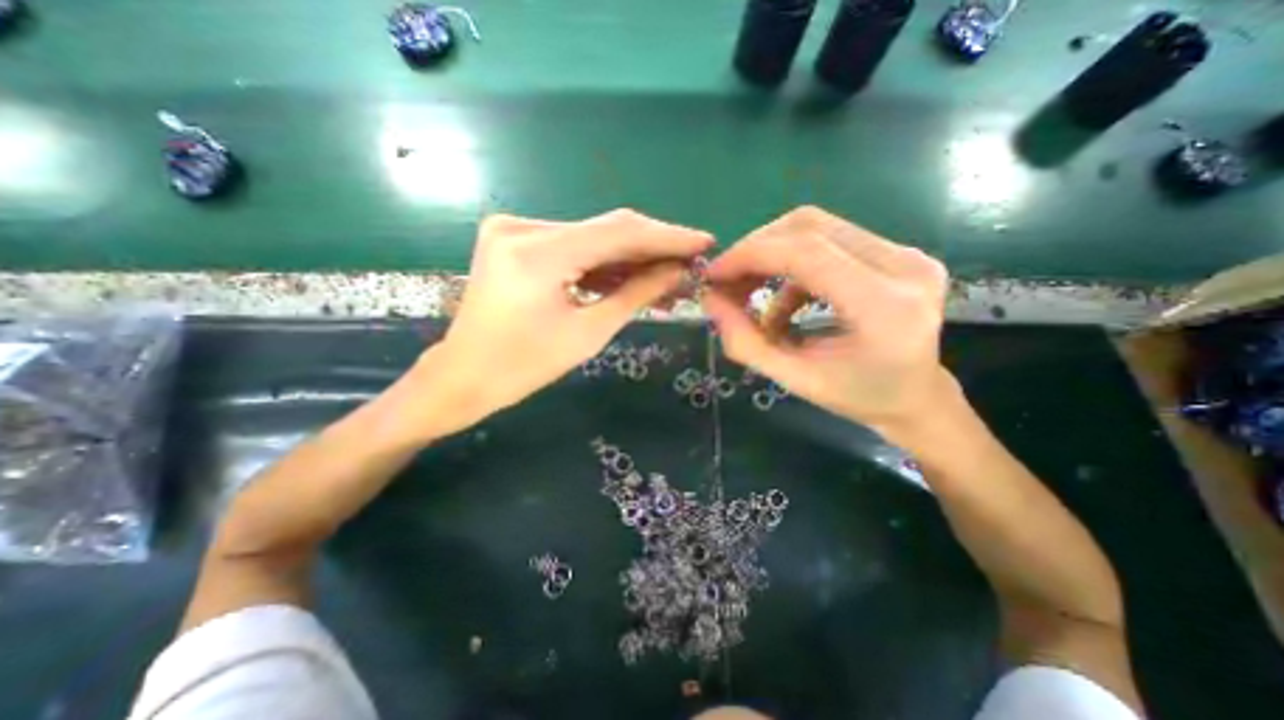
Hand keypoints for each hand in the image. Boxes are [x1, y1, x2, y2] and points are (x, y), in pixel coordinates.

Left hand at [410, 209, 712, 431]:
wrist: (464, 375)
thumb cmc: (524, 367)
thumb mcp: (589, 333)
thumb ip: (636, 294)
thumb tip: (677, 272)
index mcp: (537, 254)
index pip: (619, 232)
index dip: (667, 237)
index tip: (704, 241)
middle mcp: (523, 227)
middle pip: (606, 229)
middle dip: (652, 247)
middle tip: (689, 262)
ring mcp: (515, 229)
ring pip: (591, 237)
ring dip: (630, 257)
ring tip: (668, 275)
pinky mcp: (516, 239)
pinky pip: (572, 245)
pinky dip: (603, 261)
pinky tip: (631, 276)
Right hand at [702, 204, 950, 436]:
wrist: (916, 397)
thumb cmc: (857, 397)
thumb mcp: (793, 378)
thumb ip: (746, 342)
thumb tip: (710, 300)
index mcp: (883, 307)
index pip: (805, 252)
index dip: (750, 255)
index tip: (713, 275)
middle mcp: (904, 266)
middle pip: (809, 227)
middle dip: (755, 250)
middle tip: (727, 282)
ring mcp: (906, 254)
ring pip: (816, 228)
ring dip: (771, 255)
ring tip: (750, 292)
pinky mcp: (897, 252)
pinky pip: (828, 241)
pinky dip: (792, 265)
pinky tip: (783, 300)